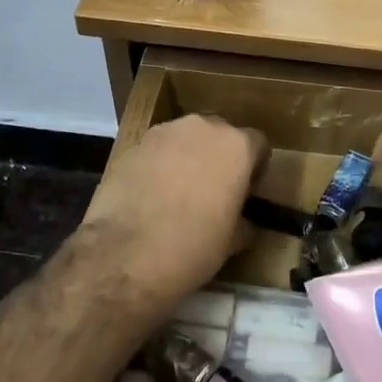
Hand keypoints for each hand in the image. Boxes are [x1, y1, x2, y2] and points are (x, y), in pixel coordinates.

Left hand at [76, 115, 267, 314]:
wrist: (124, 254)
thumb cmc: (191, 247)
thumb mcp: (231, 242)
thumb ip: (243, 221)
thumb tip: (243, 223)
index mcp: (235, 147)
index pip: (257, 144)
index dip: (254, 167)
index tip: (246, 191)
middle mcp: (202, 128)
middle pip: (219, 135)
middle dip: (219, 157)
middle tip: (213, 191)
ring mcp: (163, 132)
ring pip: (184, 139)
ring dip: (187, 158)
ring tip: (178, 193)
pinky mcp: (132, 145)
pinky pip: (155, 151)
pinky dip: (158, 166)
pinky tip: (150, 197)